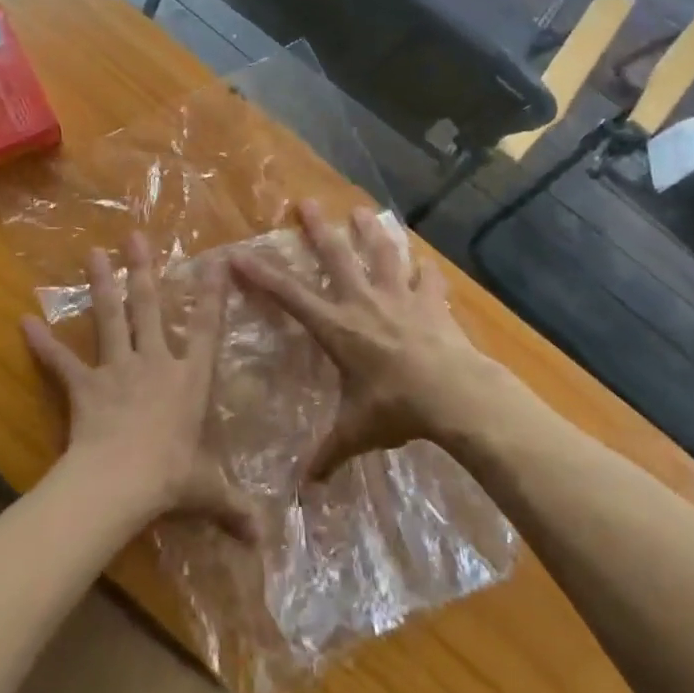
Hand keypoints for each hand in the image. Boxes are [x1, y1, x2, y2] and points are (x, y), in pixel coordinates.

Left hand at [22, 234, 254, 540]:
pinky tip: (24, 322)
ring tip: (93, 253)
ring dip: (102, 285)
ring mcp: (117, 368)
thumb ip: (235, 508)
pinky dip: (43, 344)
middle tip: (135, 236)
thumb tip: (267, 541)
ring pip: (110, 318)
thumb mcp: (208, 493)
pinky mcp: (85, 385)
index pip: (208, 328)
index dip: (213, 293)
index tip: (217, 261)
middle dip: (144, 270)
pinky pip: (61, 362)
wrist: (119, 484)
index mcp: (189, 378)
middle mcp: (155, 361)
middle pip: (150, 307)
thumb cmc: (170, 479)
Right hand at [231, 201, 498, 478]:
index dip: (262, 276)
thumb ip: (328, 453)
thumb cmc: (397, 408)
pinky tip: (425, 262)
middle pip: (337, 257)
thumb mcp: (357, 432)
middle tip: (307, 203)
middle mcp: (364, 302)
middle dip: (318, 230)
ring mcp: (400, 297)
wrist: (455, 395)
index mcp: (339, 328)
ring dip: (370, 232)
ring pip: (381, 254)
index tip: (238, 255)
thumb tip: (303, 489)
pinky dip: (425, 270)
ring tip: (363, 211)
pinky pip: (427, 279)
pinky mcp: (431, 302)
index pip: (291, 297)